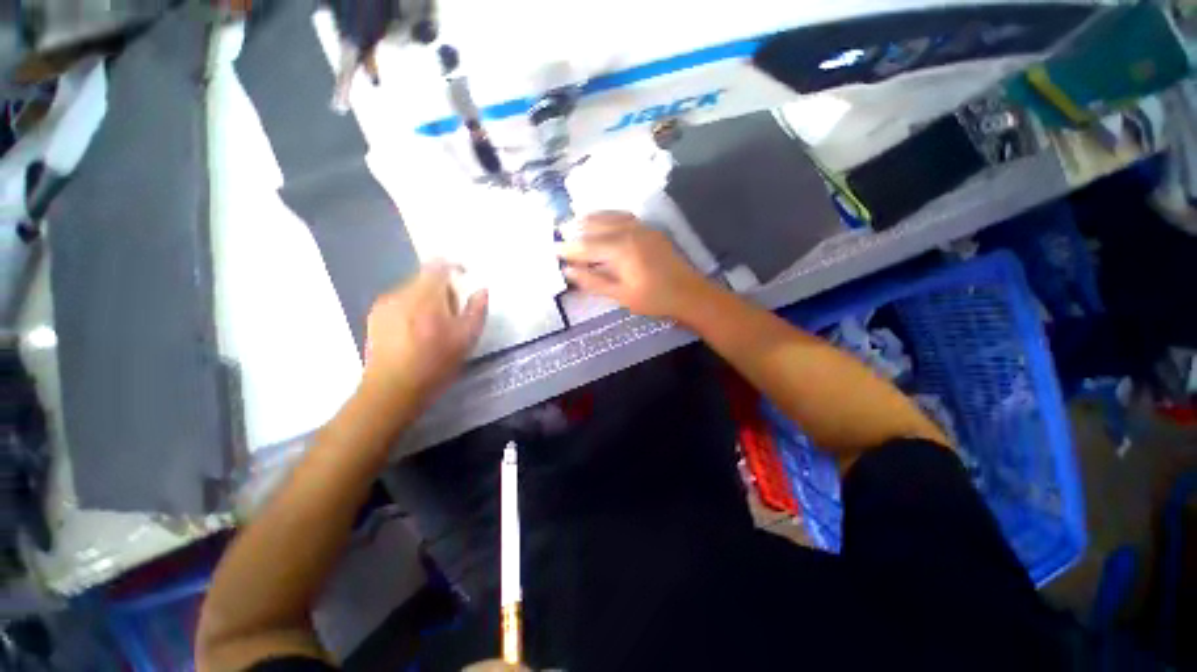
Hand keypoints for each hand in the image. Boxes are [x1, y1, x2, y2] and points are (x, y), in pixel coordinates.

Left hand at [361, 261, 487, 407]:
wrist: (392, 390)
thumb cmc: (435, 363)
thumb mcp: (466, 338)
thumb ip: (477, 310)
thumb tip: (482, 290)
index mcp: (426, 295)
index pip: (439, 266)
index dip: (454, 267)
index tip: (465, 278)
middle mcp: (401, 293)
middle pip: (425, 279)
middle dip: (443, 290)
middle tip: (453, 314)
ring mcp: (384, 305)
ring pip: (412, 291)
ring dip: (427, 300)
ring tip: (434, 327)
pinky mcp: (374, 318)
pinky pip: (399, 303)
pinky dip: (412, 310)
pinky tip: (415, 334)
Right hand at [556, 212, 712, 320]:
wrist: (689, 293)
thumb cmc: (654, 299)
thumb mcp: (620, 295)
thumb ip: (593, 281)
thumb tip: (569, 271)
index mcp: (621, 249)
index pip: (587, 245)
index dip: (569, 248)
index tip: (553, 248)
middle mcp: (630, 231)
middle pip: (596, 226)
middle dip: (576, 229)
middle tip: (559, 232)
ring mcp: (642, 228)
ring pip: (610, 217)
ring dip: (591, 219)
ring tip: (575, 222)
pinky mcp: (650, 230)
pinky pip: (624, 216)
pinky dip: (609, 216)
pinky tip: (604, 221)